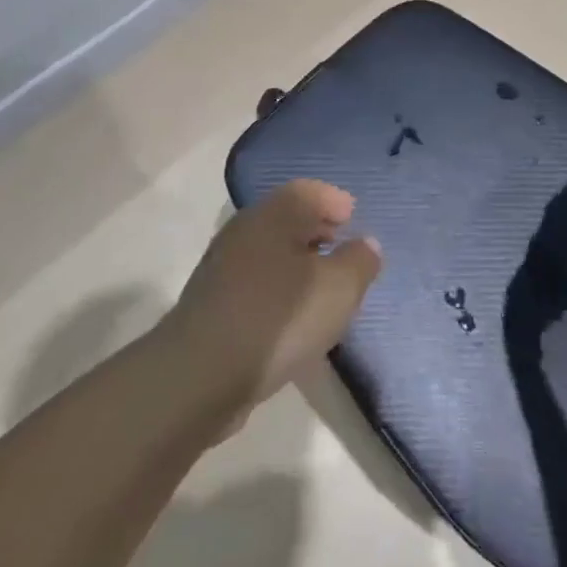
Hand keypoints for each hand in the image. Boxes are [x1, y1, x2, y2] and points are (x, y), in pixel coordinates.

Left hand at [167, 180, 381, 421]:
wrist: (200, 376)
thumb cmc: (278, 319)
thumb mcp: (338, 289)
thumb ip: (359, 261)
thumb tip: (365, 244)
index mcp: (272, 215)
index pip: (307, 191)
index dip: (333, 201)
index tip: (353, 219)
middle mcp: (244, 231)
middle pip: (286, 218)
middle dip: (317, 230)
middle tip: (342, 249)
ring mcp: (222, 268)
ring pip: (269, 252)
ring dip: (297, 262)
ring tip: (323, 288)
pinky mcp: (212, 304)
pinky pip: (256, 282)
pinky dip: (279, 288)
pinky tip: (293, 316)